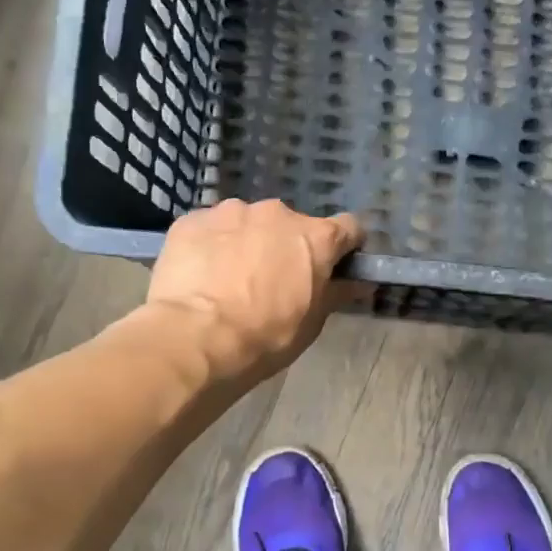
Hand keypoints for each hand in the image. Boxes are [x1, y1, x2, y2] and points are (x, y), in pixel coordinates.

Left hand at [148, 199, 363, 380]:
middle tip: (273, 282)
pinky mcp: (192, 220)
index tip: (335, 266)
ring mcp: (231, 211)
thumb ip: (336, 293)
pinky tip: (201, 276)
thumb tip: (359, 282)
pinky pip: (211, 230)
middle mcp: (277, 213)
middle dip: (287, 247)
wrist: (194, 339)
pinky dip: (212, 246)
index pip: (348, 228)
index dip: (344, 247)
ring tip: (230, 279)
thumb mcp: (311, 323)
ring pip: (248, 223)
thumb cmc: (265, 337)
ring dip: (248, 243)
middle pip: (292, 225)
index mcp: (316, 237)